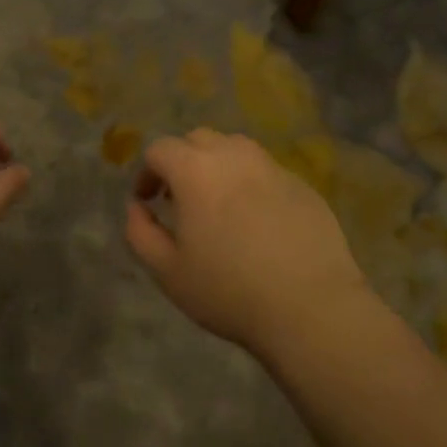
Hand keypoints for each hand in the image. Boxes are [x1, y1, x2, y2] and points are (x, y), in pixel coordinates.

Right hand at [125, 128, 367, 353]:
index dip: (147, 172)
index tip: (148, 201)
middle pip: (198, 139)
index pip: (160, 148)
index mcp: (195, 170)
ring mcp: (272, 167)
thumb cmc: (229, 290)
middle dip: (181, 162)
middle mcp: (234, 156)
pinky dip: (251, 183)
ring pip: (235, 149)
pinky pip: (266, 171)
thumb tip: (136, 207)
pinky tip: (257, 221)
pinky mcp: (302, 184)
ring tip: (219, 204)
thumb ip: (140, 232)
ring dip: (218, 166)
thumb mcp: (168, 271)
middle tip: (180, 200)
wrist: (310, 306)